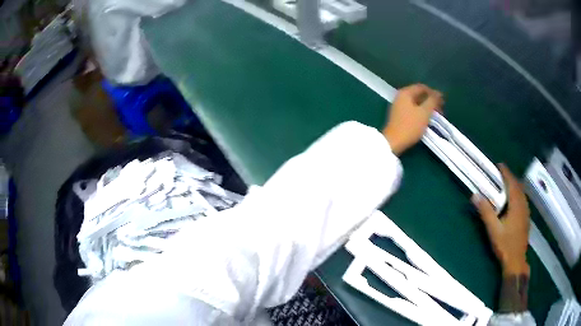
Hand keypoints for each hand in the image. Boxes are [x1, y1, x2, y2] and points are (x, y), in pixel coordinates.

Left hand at [382, 84, 442, 154]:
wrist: (394, 142)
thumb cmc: (410, 125)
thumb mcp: (424, 112)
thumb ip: (432, 101)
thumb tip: (438, 93)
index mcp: (405, 92)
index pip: (422, 87)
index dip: (434, 93)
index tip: (443, 102)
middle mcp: (400, 97)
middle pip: (419, 94)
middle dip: (431, 101)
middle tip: (441, 109)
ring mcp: (398, 106)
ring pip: (416, 103)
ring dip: (427, 107)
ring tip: (436, 115)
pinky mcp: (399, 115)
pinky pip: (412, 109)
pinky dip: (421, 112)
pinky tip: (427, 119)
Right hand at [472, 164, 530, 276]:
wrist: (516, 261)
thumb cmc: (505, 245)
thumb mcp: (493, 229)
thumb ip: (485, 212)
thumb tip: (475, 195)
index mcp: (516, 204)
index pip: (512, 182)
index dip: (505, 172)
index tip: (498, 165)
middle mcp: (523, 204)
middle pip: (518, 185)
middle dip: (509, 178)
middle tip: (500, 175)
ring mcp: (526, 211)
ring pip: (521, 193)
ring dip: (514, 186)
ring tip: (505, 185)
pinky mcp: (526, 218)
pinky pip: (522, 200)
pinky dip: (517, 194)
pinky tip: (512, 201)